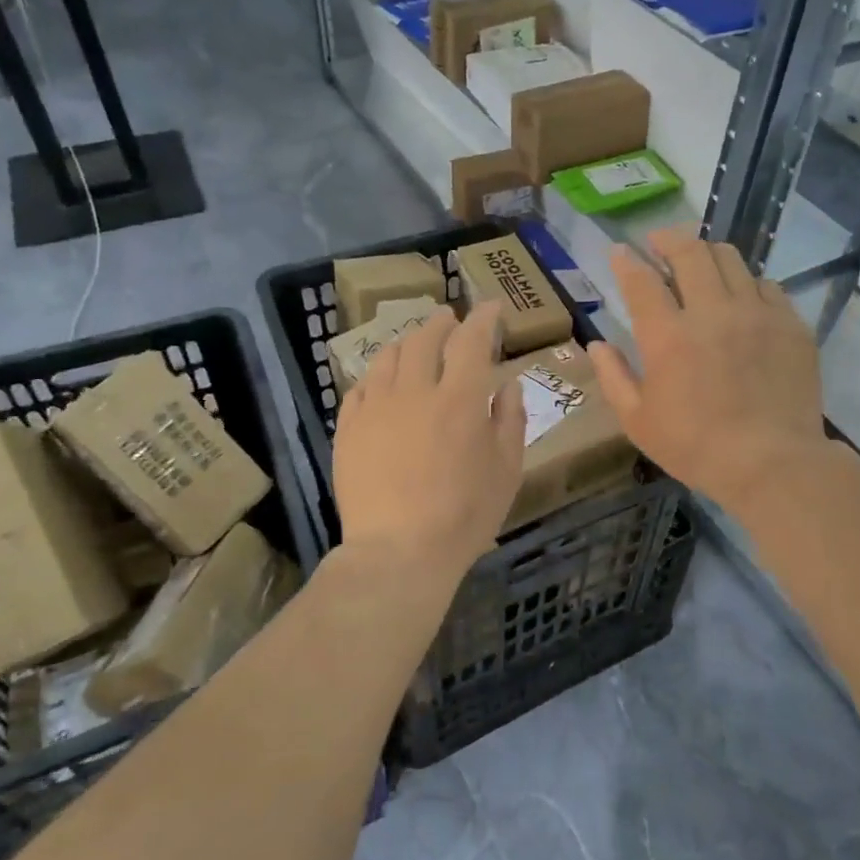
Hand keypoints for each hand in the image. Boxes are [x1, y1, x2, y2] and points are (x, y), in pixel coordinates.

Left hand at [333, 302, 525, 581]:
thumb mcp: (507, 470)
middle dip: (442, 322)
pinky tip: (383, 381)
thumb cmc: (465, 515)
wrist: (398, 552)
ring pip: (389, 356)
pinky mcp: (349, 428)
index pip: (472, 340)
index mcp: (461, 399)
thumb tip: (509, 384)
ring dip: (408, 342)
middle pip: (426, 339)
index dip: (483, 318)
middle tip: (451, 319)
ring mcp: (376, 407)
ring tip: (417, 343)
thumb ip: (510, 419)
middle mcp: (416, 391)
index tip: (491, 307)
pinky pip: (361, 387)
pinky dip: (378, 375)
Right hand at [588, 230, 826, 513]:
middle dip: (667, 239)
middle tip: (658, 241)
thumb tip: (596, 345)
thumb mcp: (638, 421)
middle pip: (689, 252)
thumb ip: (613, 377)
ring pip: (730, 259)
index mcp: (668, 337)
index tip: (619, 251)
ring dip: (707, 253)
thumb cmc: (696, 447)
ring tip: (699, 261)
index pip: (641, 281)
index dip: (626, 261)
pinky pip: (766, 284)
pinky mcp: (790, 324)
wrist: (773, 464)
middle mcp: (712, 312)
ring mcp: (757, 313)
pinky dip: (746, 282)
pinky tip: (741, 295)